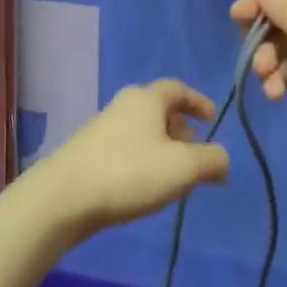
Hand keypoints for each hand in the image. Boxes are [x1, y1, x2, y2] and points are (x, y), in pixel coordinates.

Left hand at [28, 80, 230, 236]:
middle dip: (180, 129)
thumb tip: (222, 160)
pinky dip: (142, 161)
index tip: (211, 119)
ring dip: (162, 148)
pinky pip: (125, 150)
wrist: (64, 197)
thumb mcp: (184, 168)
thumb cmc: (130, 173)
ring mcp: (101, 129)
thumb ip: (212, 161)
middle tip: (196, 154)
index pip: (177, 88)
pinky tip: (145, 188)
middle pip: (158, 110)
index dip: (198, 101)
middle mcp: (122, 107)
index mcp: (146, 99)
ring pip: (141, 132)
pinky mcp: (87, 154)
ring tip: (174, 177)